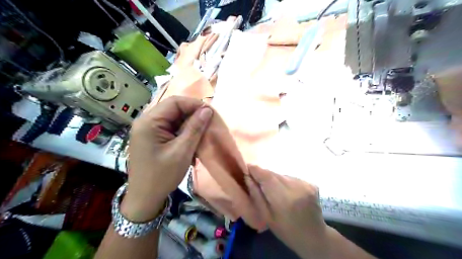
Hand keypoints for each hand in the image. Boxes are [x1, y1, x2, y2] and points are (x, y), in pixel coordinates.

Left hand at [122, 96, 213, 221]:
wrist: (145, 198)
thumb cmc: (162, 176)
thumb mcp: (182, 151)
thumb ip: (195, 128)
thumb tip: (207, 110)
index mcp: (149, 122)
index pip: (174, 102)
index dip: (194, 104)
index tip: (210, 113)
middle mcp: (146, 121)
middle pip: (173, 109)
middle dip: (192, 115)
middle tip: (208, 124)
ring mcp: (148, 130)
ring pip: (174, 119)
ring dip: (189, 125)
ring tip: (201, 135)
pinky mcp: (152, 137)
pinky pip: (170, 128)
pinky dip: (183, 133)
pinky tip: (190, 142)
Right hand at [245, 166, 327, 258]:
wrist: (314, 237)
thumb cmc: (286, 231)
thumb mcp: (266, 217)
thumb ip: (256, 195)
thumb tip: (248, 177)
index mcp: (284, 199)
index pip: (267, 176)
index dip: (256, 170)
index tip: (248, 167)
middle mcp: (296, 188)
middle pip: (274, 174)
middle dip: (264, 175)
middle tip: (258, 181)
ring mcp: (305, 184)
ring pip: (282, 175)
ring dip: (275, 179)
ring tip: (274, 191)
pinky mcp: (311, 184)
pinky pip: (291, 178)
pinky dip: (285, 182)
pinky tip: (286, 193)